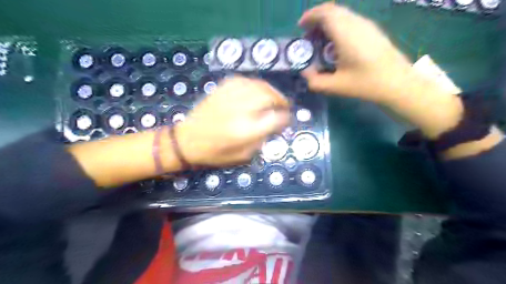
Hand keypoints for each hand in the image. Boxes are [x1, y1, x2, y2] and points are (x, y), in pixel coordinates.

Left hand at [176, 77, 290, 166]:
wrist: (186, 141)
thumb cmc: (214, 153)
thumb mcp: (241, 156)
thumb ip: (260, 141)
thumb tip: (273, 126)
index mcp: (245, 131)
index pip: (274, 119)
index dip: (284, 118)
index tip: (286, 119)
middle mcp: (240, 111)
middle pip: (268, 97)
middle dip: (280, 100)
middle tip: (283, 106)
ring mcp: (229, 98)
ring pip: (257, 85)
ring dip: (270, 90)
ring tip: (273, 96)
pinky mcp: (220, 90)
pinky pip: (242, 80)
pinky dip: (254, 83)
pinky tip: (256, 89)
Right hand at [297, 3, 416, 102]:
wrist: (398, 83)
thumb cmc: (365, 83)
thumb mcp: (335, 86)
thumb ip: (315, 81)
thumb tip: (305, 73)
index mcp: (345, 33)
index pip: (324, 13)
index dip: (310, 16)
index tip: (300, 27)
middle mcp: (356, 23)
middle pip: (333, 11)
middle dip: (317, 20)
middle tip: (308, 37)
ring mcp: (367, 25)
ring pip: (343, 15)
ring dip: (328, 23)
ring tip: (320, 41)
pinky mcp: (373, 30)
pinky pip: (351, 21)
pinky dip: (338, 27)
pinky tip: (337, 44)